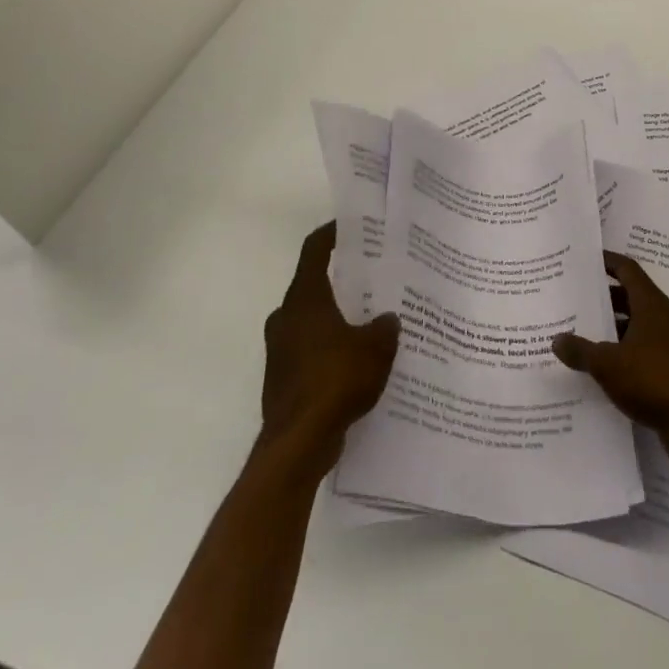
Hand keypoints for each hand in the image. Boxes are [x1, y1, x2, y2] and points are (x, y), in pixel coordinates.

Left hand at [260, 223, 400, 469]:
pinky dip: (329, 348)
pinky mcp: (282, 378)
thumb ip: (385, 327)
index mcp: (305, 299)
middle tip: (372, 277)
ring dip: (335, 318)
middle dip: (341, 280)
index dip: (331, 234)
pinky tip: (356, 361)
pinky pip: (309, 350)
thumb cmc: (335, 380)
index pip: (314, 250)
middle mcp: (286, 317)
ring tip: (369, 321)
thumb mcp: (375, 348)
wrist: (297, 443)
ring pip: (310, 320)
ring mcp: (280, 349)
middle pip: (312, 285)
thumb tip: (387, 319)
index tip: (351, 226)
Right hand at [552, 252, 668, 470]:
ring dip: (613, 326)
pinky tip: (603, 367)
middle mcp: (664, 318)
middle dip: (605, 296)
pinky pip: (644, 348)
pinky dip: (624, 350)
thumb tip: (556, 339)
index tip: (586, 259)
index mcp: (651, 305)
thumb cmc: (653, 381)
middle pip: (632, 296)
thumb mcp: (608, 365)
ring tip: (582, 332)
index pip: (628, 270)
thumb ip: (580, 350)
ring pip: (637, 324)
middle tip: (576, 298)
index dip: (608, 261)